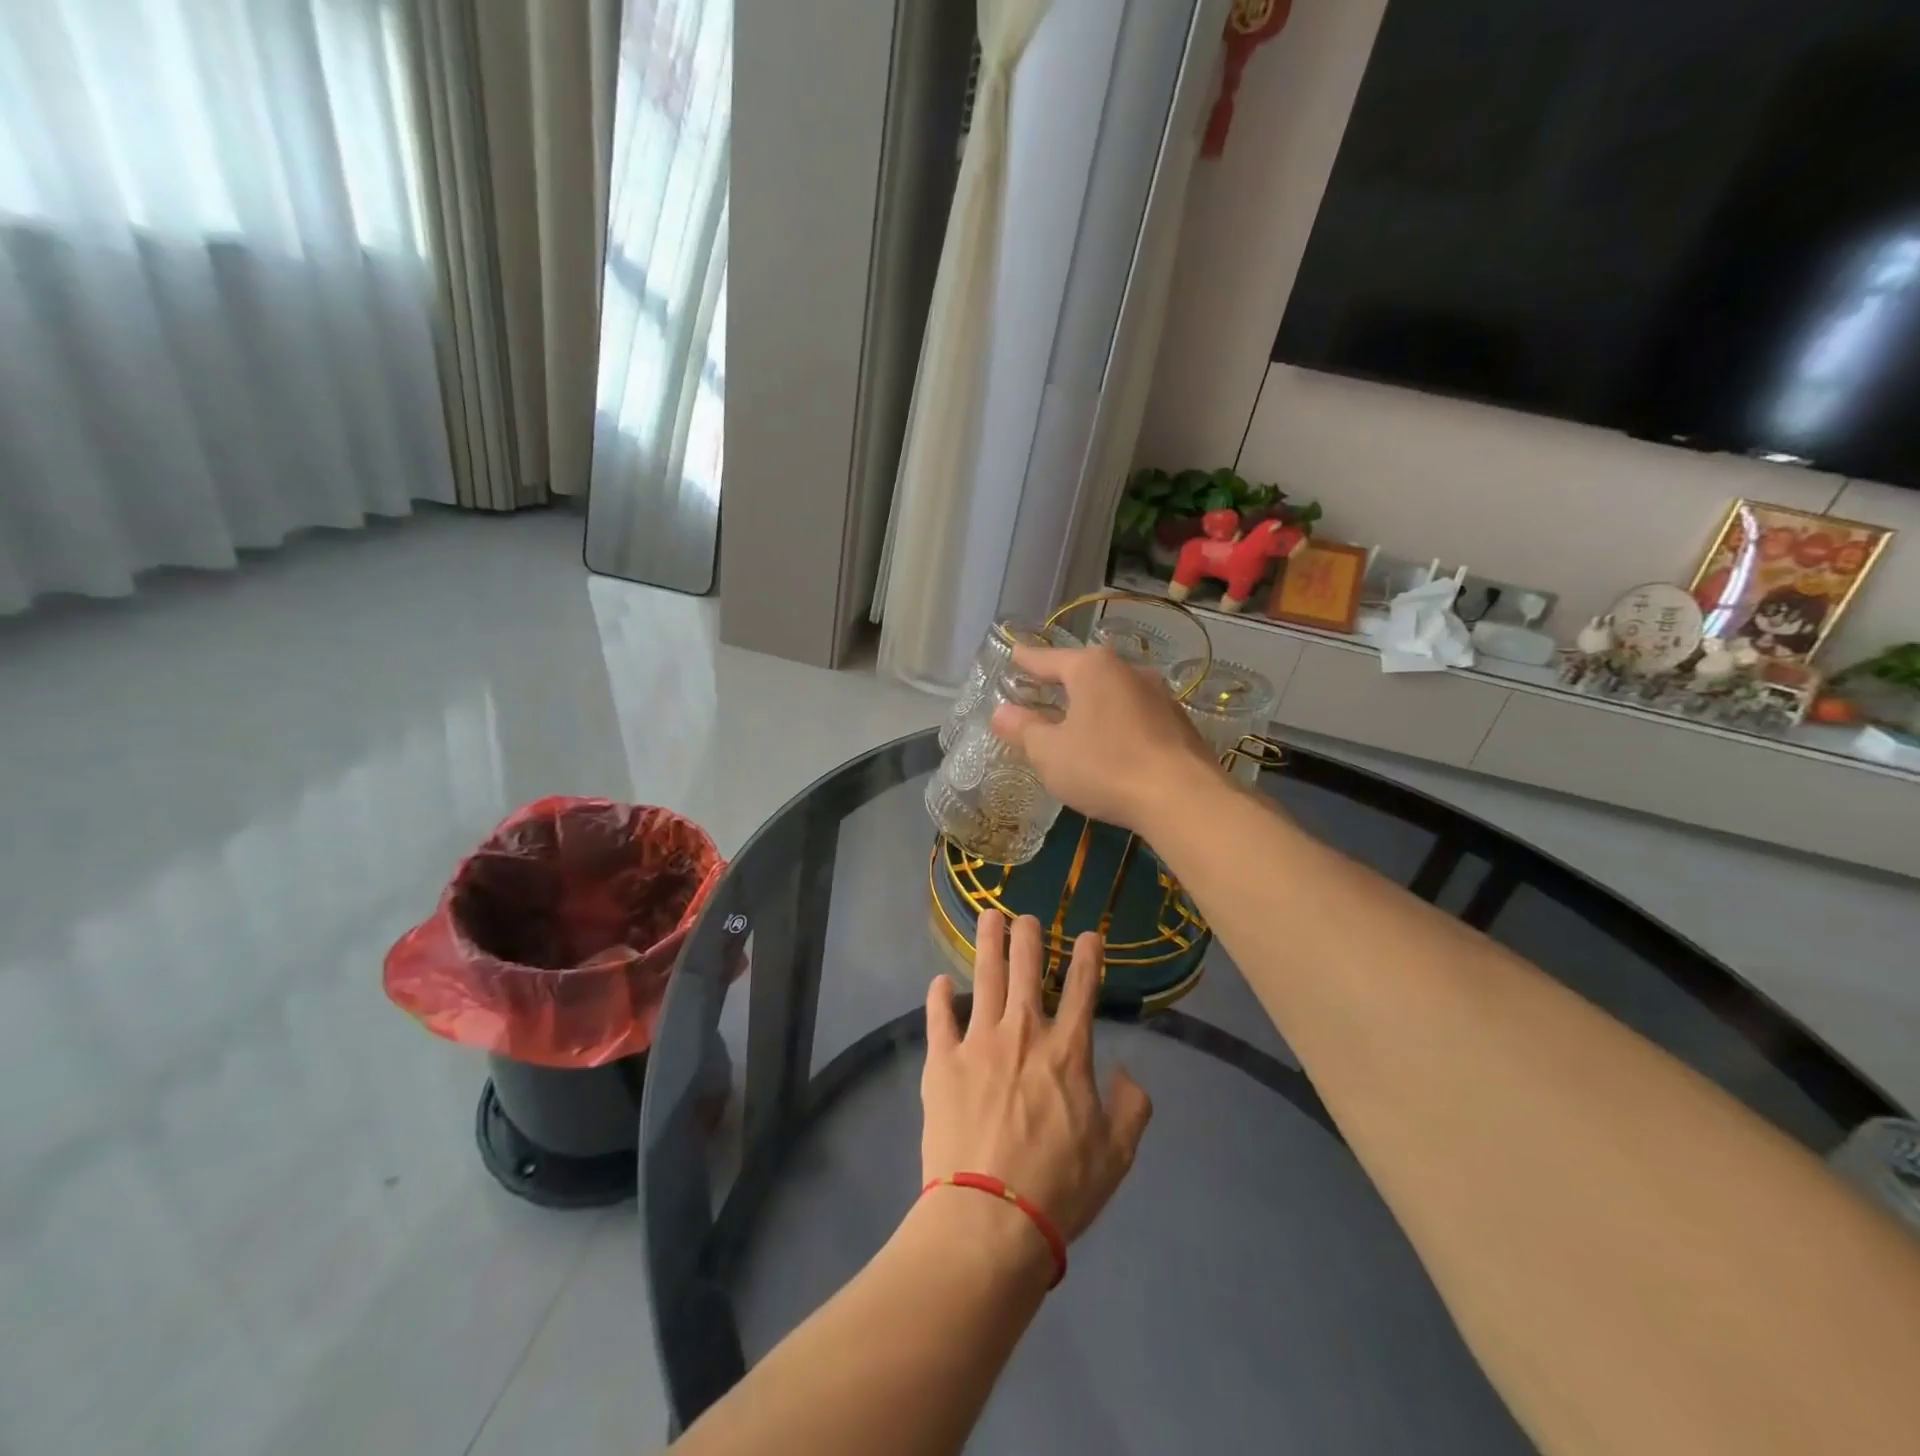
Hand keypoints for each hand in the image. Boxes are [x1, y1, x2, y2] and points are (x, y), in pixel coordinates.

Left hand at [922, 912, 1151, 1247]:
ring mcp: (979, 1042)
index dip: (1088, 956)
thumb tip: (1127, 1073)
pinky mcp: (942, 1061)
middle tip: (1026, 917)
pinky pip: (939, 1017)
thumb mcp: (1116, 1155)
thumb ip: (1131, 1108)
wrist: (990, 1217)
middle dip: (1029, 936)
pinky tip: (939, 981)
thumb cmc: (1060, 1187)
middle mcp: (1023, 1032)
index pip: (1083, 988)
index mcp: (1068, 1050)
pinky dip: (939, 997)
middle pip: (1027, 968)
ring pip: (985, 976)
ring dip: (988, 943)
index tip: (1089, 935)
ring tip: (988, 917)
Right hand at [990, 642, 1222, 833]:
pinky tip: (1112, 743)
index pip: (1049, 658)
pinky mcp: (1179, 721)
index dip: (1027, 660)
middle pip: (1085, 671)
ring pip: (1114, 692)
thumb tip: (1001, 712)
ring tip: (1076, 718)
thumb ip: (1024, 729)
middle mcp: (1128, 670)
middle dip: (1062, 680)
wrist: (1183, 798)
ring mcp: (1159, 694)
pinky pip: (1135, 713)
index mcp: (1092, 669)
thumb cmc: (1105, 767)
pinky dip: (1117, 722)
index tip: (1014, 653)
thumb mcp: (1050, 753)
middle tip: (1041, 687)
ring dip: (1093, 703)